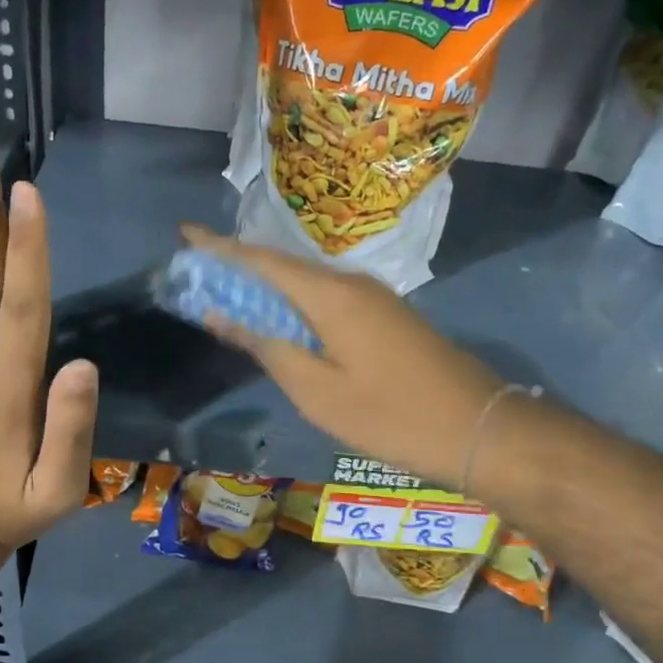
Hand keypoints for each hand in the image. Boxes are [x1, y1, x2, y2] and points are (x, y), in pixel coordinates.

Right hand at [182, 225, 503, 488]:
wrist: (478, 428)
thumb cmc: (389, 415)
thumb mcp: (316, 391)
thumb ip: (266, 346)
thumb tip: (221, 313)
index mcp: (330, 295)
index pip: (261, 261)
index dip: (219, 247)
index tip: (184, 233)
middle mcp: (351, 283)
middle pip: (282, 267)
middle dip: (237, 266)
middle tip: (198, 272)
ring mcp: (373, 298)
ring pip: (305, 283)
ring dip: (265, 287)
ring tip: (227, 294)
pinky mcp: (385, 316)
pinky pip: (326, 298)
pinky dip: (293, 304)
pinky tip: (279, 320)